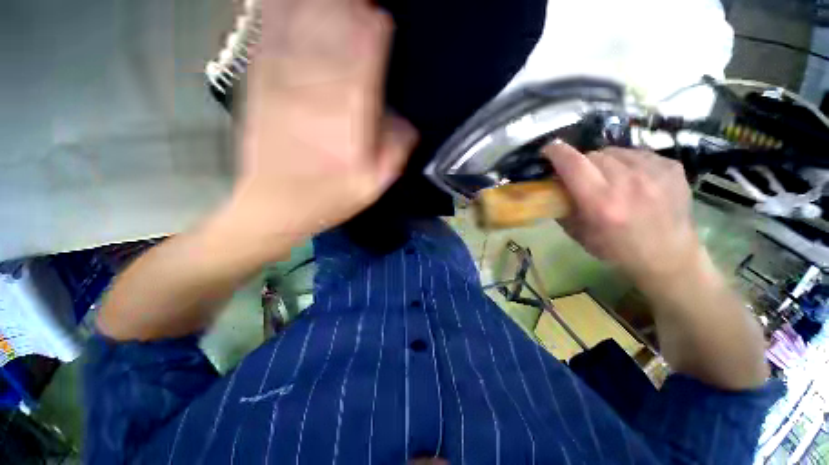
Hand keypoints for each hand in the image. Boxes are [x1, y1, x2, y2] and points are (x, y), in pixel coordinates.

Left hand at [232, 0, 416, 240]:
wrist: (270, 207)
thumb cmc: (327, 200)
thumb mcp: (372, 187)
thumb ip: (394, 154)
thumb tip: (408, 124)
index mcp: (348, 123)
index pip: (364, 64)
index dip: (374, 35)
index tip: (382, 17)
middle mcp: (316, 96)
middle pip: (333, 35)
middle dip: (349, 8)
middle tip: (361, 1)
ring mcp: (283, 86)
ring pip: (303, 29)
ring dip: (320, 4)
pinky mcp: (259, 86)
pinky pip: (270, 38)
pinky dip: (280, 12)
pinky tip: (289, 1)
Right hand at [543, 142, 702, 282]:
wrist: (669, 256)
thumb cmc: (617, 250)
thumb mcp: (579, 234)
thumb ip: (562, 207)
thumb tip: (552, 187)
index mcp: (601, 202)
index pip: (573, 164)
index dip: (556, 152)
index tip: (547, 151)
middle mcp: (628, 182)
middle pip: (592, 155)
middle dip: (580, 163)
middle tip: (580, 176)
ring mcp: (654, 171)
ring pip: (614, 151)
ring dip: (603, 161)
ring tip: (608, 177)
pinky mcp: (671, 167)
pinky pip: (637, 153)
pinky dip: (626, 162)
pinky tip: (631, 179)